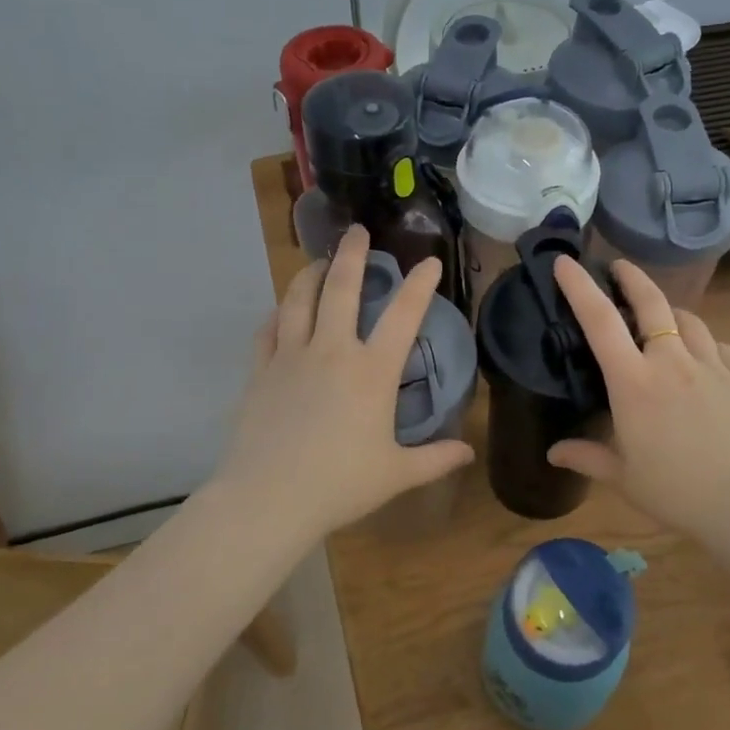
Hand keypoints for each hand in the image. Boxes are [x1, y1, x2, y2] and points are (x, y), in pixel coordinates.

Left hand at [214, 226, 474, 543]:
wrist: (269, 498)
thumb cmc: (340, 484)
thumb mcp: (396, 474)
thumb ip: (436, 459)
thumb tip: (469, 451)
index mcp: (372, 372)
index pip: (403, 316)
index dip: (420, 285)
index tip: (429, 262)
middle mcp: (332, 351)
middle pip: (342, 288)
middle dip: (353, 255)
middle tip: (357, 231)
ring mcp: (291, 357)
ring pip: (300, 299)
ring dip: (311, 274)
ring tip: (319, 261)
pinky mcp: (261, 371)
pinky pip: (269, 330)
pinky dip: (279, 314)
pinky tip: (282, 310)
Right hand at [546, 257, 729, 542]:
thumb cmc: (676, 492)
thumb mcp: (623, 477)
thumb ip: (587, 457)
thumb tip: (554, 453)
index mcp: (634, 382)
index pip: (599, 320)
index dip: (579, 286)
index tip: (566, 262)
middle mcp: (672, 362)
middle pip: (651, 303)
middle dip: (632, 277)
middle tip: (620, 266)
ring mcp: (713, 366)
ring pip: (689, 321)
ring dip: (670, 313)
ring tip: (662, 319)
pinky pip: (720, 347)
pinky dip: (704, 343)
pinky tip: (704, 357)